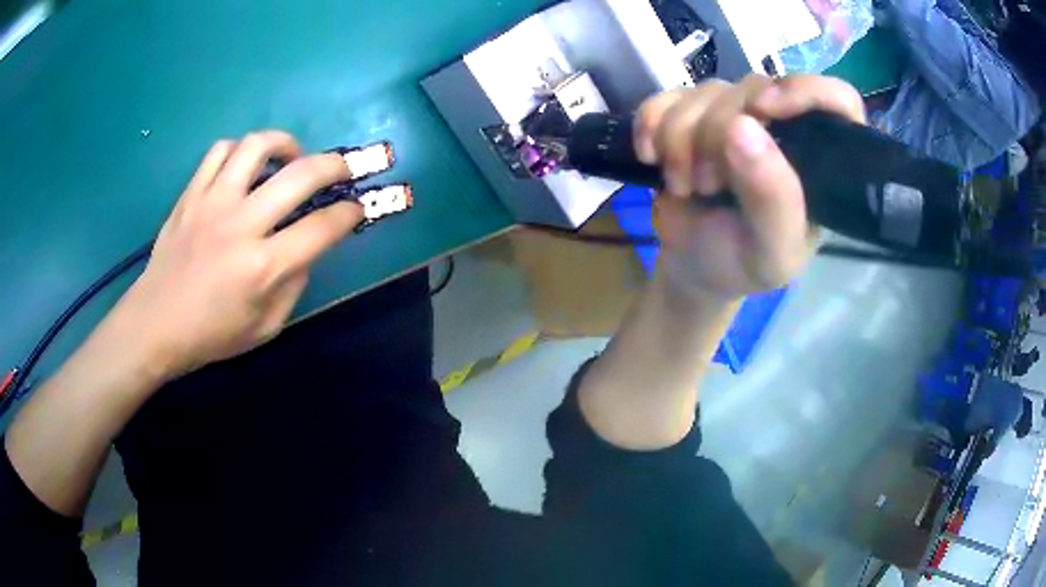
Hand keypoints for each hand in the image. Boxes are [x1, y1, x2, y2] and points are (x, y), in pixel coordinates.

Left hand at [114, 131, 363, 379]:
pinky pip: (220, 151)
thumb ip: (293, 285)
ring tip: (291, 157)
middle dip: (335, 165)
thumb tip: (307, 249)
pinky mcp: (191, 194)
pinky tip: (245, 165)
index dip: (349, 213)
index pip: (322, 228)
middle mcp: (241, 225)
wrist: (155, 324)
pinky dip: (241, 150)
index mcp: (263, 267)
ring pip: (257, 146)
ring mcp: (212, 203)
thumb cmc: (210, 335)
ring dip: (285, 144)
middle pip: (301, 175)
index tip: (356, 208)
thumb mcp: (265, 327)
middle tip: (342, 169)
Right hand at [634, 74, 865, 301]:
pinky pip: (667, 95)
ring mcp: (735, 113)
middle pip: (754, 88)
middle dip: (717, 134)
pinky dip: (650, 124)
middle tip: (708, 185)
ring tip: (686, 185)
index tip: (764, 111)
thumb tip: (743, 126)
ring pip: (707, 90)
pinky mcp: (692, 112)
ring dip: (681, 139)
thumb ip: (774, 199)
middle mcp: (783, 126)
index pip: (837, 99)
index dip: (805, 92)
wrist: (692, 266)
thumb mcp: (772, 252)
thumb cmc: (742, 264)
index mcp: (819, 159)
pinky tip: (651, 156)